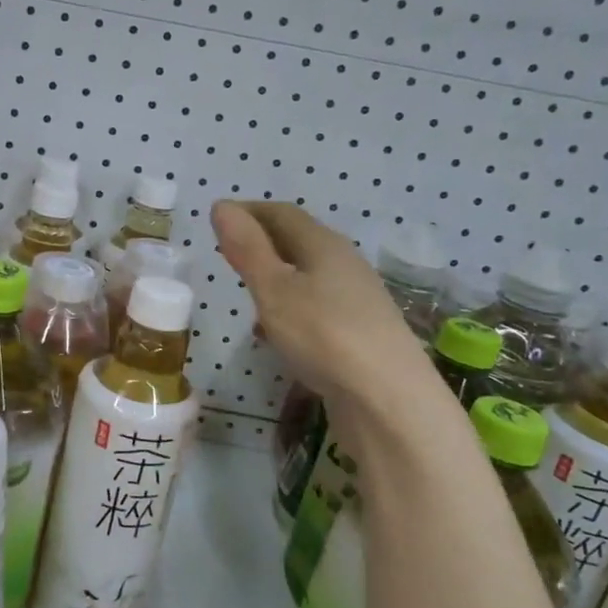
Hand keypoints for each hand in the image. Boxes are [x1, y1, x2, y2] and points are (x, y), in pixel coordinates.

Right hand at [212, 200, 434, 405]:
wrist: (389, 401)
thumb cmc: (324, 335)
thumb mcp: (274, 290)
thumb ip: (247, 249)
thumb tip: (221, 206)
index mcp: (324, 245)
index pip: (282, 214)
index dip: (249, 211)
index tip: (219, 218)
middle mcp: (345, 265)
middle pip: (299, 242)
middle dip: (263, 241)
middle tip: (229, 252)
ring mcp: (356, 301)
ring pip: (308, 276)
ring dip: (276, 277)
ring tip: (247, 291)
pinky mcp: (359, 335)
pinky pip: (316, 308)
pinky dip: (289, 308)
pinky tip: (276, 334)